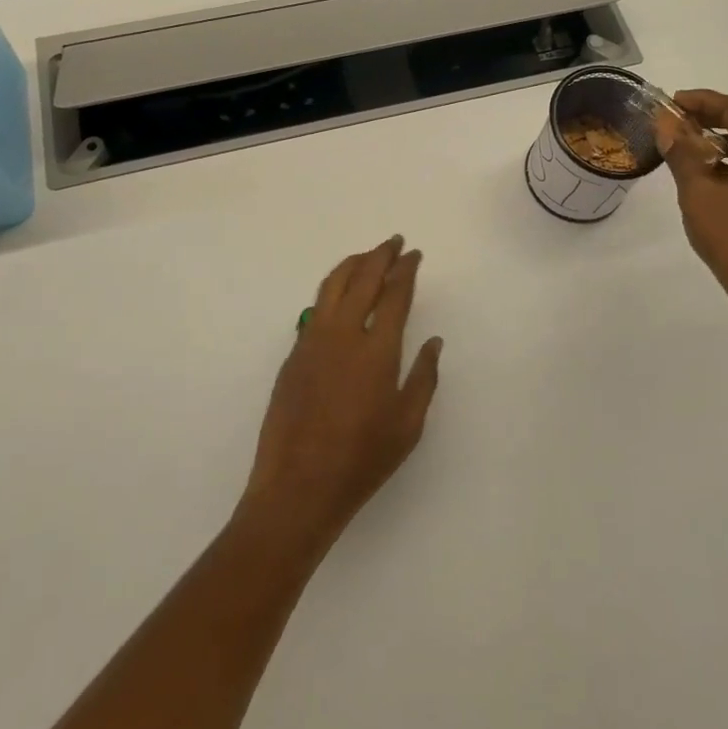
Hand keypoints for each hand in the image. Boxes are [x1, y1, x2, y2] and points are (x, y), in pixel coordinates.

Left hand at [242, 236, 443, 548]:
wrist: (298, 486)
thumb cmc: (361, 460)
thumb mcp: (408, 425)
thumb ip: (423, 378)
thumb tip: (433, 342)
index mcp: (376, 350)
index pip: (394, 294)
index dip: (406, 270)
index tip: (414, 254)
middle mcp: (343, 334)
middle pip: (362, 278)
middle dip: (381, 255)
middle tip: (394, 242)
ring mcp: (313, 341)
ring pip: (332, 285)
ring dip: (353, 264)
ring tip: (367, 256)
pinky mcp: (294, 354)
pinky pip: (315, 307)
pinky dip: (332, 289)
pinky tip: (340, 295)